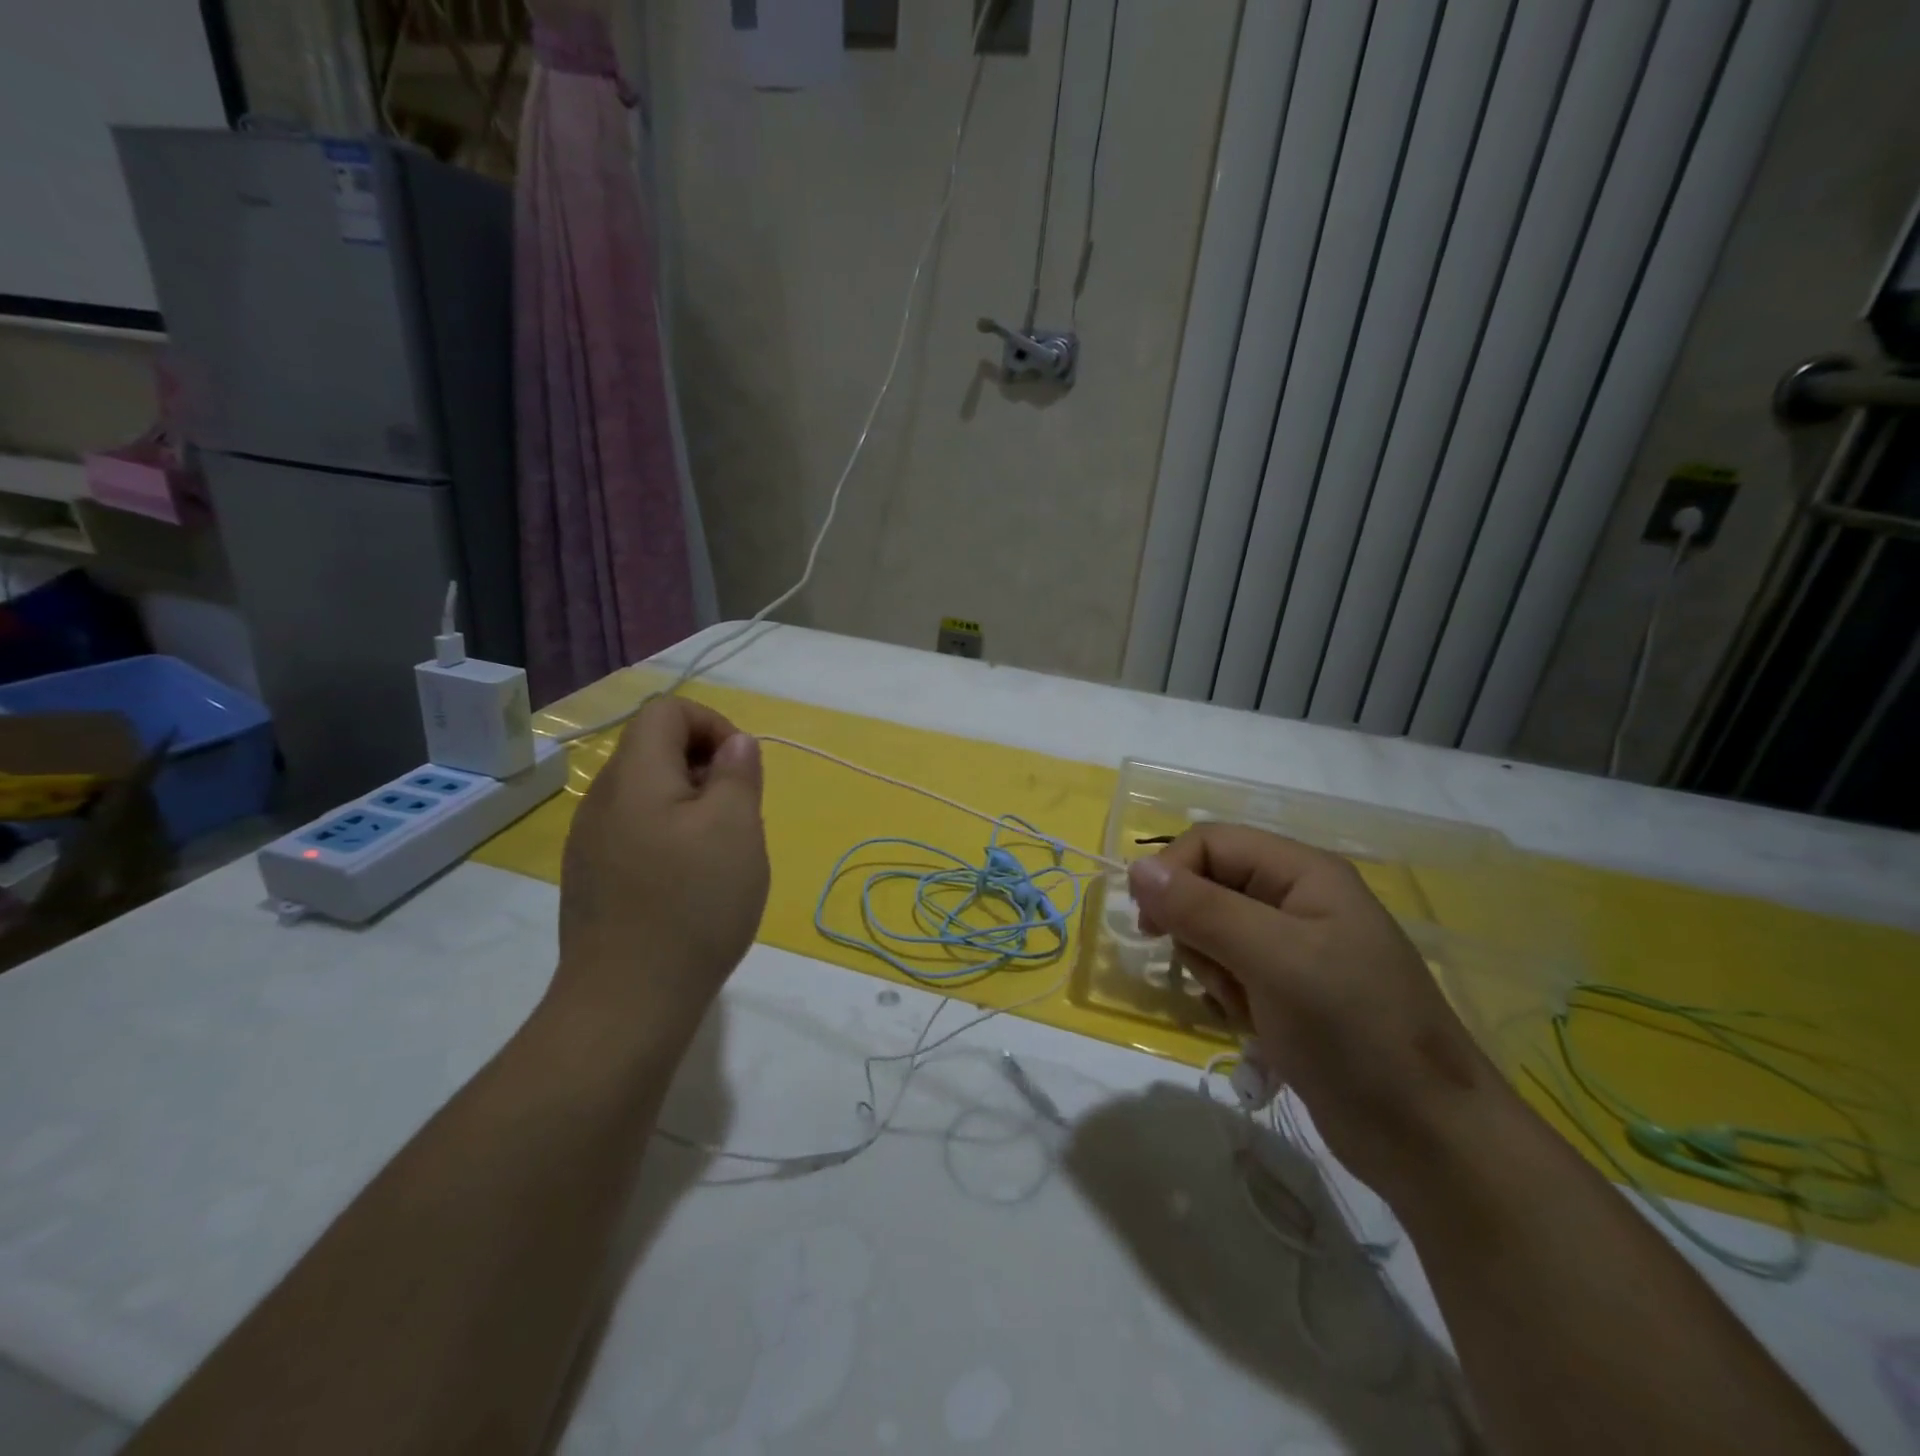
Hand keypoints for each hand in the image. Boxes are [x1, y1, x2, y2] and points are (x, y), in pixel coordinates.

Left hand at [555, 698, 768, 1037]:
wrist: (626, 1002)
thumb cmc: (691, 904)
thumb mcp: (735, 827)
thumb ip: (737, 772)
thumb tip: (735, 744)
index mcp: (634, 775)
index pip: (666, 711)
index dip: (713, 724)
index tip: (742, 768)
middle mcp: (602, 799)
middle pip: (656, 750)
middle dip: (707, 769)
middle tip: (739, 815)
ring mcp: (591, 842)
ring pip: (650, 795)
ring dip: (693, 806)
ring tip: (720, 853)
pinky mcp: (593, 879)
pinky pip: (638, 833)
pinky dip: (672, 838)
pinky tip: (691, 885)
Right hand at [1128, 825, 1506, 1198]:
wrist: (1429, 1140)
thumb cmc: (1354, 1032)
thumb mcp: (1274, 959)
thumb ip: (1202, 909)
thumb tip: (1137, 869)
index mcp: (1303, 872)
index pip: (1211, 842)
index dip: (1172, 873)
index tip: (1151, 926)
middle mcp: (1297, 899)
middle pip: (1208, 886)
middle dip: (1197, 931)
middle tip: (1221, 975)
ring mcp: (1295, 948)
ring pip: (1212, 932)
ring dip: (1213, 970)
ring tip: (1247, 1007)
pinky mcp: (1289, 990)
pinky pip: (1230, 971)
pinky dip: (1228, 996)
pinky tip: (1255, 1026)